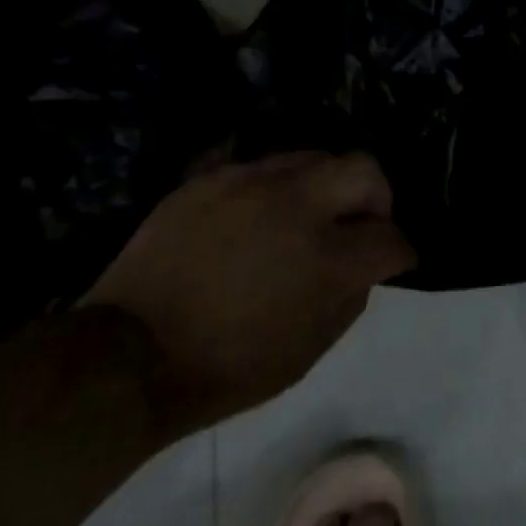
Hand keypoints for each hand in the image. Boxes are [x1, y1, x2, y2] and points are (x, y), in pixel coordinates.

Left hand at [83, 152, 414, 436]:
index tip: (396, 259)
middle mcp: (298, 207)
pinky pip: (263, 166)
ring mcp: (252, 183)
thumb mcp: (303, 356)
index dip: (400, 251)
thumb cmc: (222, 369)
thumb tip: (363, 269)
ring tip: (308, 214)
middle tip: (362, 222)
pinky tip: (261, 215)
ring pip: (315, 157)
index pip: (389, 238)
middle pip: (365, 170)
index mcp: (326, 260)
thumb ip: (348, 303)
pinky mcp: (214, 178)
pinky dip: (277, 187)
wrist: (124, 358)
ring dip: (326, 185)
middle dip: (377, 196)